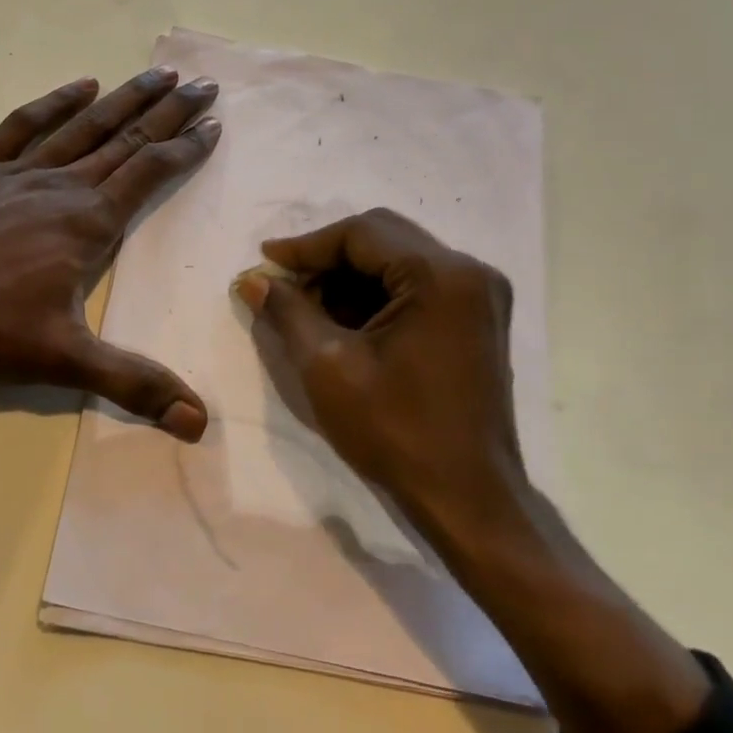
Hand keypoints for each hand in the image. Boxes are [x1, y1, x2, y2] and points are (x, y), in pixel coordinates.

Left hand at [0, 67, 221, 438]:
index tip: (213, 123)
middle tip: (205, 84)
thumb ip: (133, 383)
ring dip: (125, 98)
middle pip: (127, 139)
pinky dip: (55, 102)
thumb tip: (198, 422)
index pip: (150, 173)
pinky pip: (24, 124)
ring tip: (158, 73)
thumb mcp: (63, 360)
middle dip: (170, 111)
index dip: (185, 149)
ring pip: (84, 125)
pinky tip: (80, 85)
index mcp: (88, 222)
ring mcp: (19, 170)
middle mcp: (62, 185)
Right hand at [235, 208, 532, 550]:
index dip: (306, 246)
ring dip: (350, 278)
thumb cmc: (396, 432)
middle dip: (327, 259)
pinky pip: (417, 285)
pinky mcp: (477, 318)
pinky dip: (377, 295)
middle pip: (383, 238)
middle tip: (283, 284)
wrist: (467, 498)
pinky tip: (344, 322)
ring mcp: (480, 295)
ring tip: (307, 307)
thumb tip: (252, 280)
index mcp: (441, 276)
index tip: (264, 262)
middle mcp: (470, 271)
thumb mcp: (327, 367)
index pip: (361, 233)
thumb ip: (287, 311)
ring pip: (399, 260)